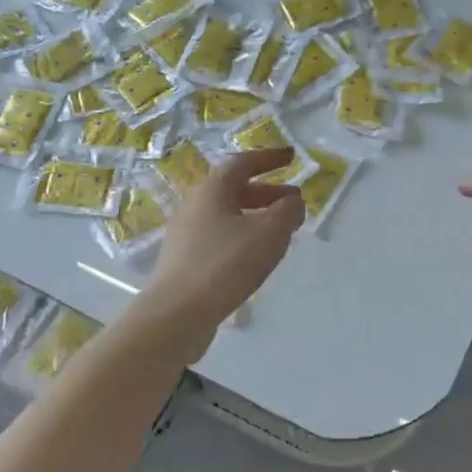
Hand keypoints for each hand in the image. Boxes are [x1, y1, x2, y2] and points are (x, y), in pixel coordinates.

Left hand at [141, 148, 304, 357]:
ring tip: (279, 231)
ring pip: (226, 214)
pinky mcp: (184, 258)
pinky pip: (219, 235)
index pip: (243, 162)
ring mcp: (185, 232)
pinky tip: (255, 255)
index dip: (269, 158)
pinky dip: (242, 234)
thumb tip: (293, 201)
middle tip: (292, 202)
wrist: (177, 313)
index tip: (291, 157)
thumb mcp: (269, 234)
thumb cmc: (225, 265)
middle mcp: (194, 204)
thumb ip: (287, 212)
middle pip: (233, 189)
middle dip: (266, 192)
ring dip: (255, 215)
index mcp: (212, 190)